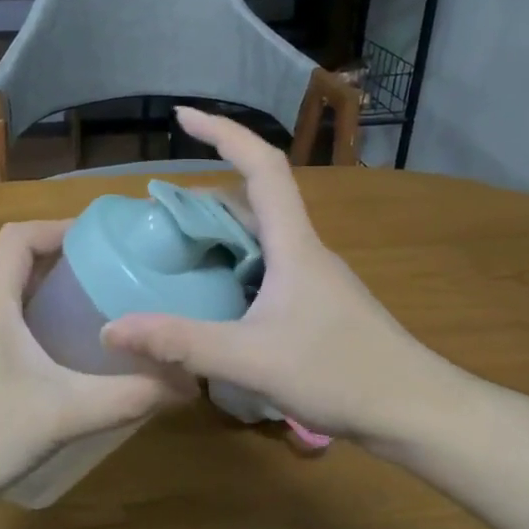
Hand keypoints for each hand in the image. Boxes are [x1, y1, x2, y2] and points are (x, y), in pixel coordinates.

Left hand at [0, 220, 193, 507]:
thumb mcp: (63, 413)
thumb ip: (128, 397)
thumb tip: (188, 383)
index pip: (21, 236)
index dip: (61, 227)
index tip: (105, 240)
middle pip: (20, 261)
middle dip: (67, 260)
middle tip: (116, 274)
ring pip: (14, 295)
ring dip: (53, 293)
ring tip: (101, 309)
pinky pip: (8, 324)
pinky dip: (39, 323)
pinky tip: (67, 355)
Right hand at [102, 107, 459, 449]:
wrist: (418, 413)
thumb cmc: (342, 374)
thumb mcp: (251, 359)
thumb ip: (180, 343)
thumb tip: (111, 328)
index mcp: (293, 244)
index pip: (261, 166)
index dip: (223, 132)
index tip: (183, 116)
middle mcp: (304, 249)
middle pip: (255, 197)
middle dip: (205, 192)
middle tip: (158, 213)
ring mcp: (313, 277)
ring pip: (261, 235)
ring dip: (219, 230)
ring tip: (176, 248)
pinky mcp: (315, 303)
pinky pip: (266, 265)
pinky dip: (233, 263)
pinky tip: (213, 295)